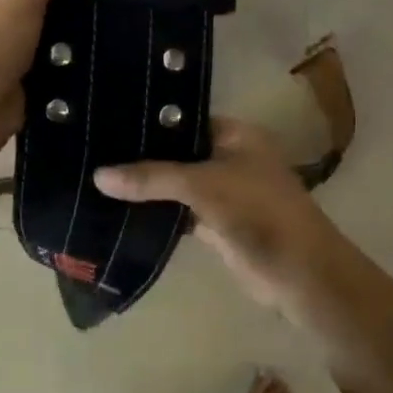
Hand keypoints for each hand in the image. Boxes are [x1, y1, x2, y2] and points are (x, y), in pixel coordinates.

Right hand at [95, 118, 340, 313]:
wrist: (299, 274)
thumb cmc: (259, 212)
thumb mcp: (204, 186)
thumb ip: (152, 178)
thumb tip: (98, 176)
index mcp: (236, 135)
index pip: (184, 119)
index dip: (150, 121)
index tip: (107, 120)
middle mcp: (229, 158)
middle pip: (178, 153)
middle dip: (142, 156)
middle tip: (93, 150)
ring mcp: (223, 193)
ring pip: (176, 185)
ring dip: (146, 187)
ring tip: (95, 177)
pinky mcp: (215, 225)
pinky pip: (179, 213)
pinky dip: (156, 214)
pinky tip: (119, 210)